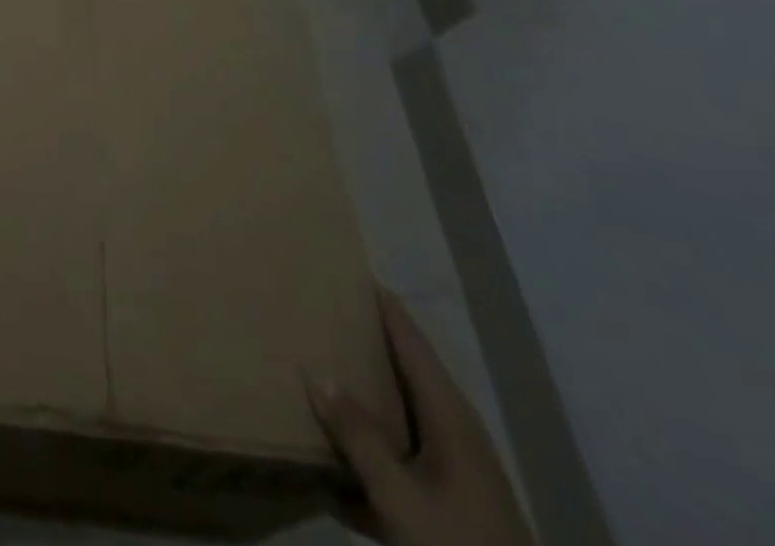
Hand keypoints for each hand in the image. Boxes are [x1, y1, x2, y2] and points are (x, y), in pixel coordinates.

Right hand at [310, 289, 534, 545]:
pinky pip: (403, 458)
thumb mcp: (400, 497)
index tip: (346, 268)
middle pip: (405, 370)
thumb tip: (316, 370)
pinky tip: (334, 475)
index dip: (380, 303)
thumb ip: (358, 435)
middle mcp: (456, 431)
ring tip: (318, 375)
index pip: (410, 338)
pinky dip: (373, 451)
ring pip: (402, 416)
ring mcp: (459, 471)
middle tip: (319, 313)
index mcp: (450, 415)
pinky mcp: (453, 505)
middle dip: (365, 343)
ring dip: (365, 397)